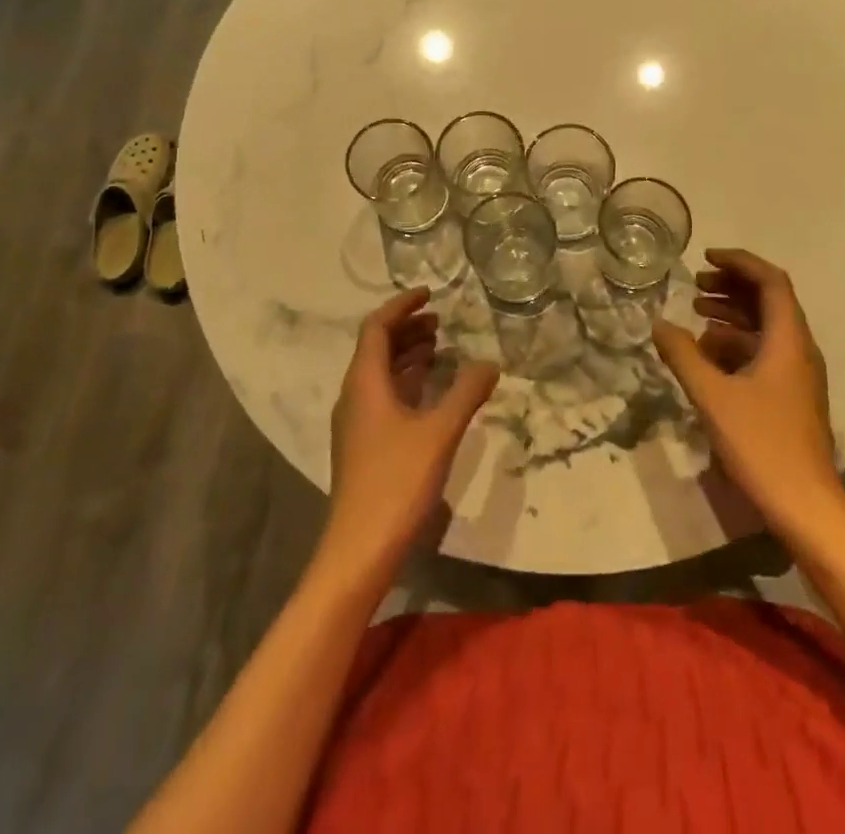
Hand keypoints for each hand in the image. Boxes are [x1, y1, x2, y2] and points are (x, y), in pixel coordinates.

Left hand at [323, 287, 499, 580]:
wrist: (359, 549)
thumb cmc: (397, 482)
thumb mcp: (439, 433)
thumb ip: (466, 393)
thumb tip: (489, 362)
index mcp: (365, 382)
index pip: (377, 327)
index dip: (402, 306)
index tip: (430, 295)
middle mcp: (355, 395)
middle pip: (377, 347)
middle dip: (408, 329)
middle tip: (442, 321)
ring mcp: (357, 422)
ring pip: (381, 374)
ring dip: (408, 355)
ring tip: (442, 349)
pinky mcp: (364, 445)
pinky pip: (384, 396)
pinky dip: (407, 382)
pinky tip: (432, 393)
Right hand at [652, 248, 844, 543]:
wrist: (806, 508)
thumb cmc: (762, 445)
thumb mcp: (713, 396)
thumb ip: (683, 355)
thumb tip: (659, 324)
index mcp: (788, 340)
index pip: (771, 282)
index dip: (740, 262)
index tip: (705, 257)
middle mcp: (798, 350)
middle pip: (770, 300)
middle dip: (732, 286)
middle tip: (695, 285)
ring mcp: (797, 375)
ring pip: (766, 328)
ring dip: (732, 314)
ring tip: (696, 314)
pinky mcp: (791, 397)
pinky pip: (764, 353)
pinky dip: (736, 343)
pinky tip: (707, 355)